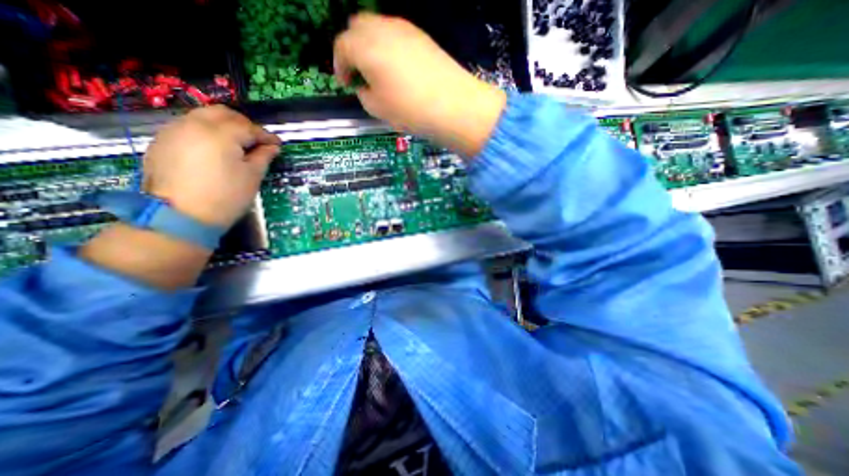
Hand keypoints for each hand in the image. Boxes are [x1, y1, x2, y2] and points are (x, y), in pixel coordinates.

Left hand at [142, 106, 280, 228]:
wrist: (180, 216)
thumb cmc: (226, 197)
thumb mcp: (252, 177)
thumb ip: (263, 157)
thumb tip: (272, 147)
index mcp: (219, 134)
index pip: (248, 127)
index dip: (266, 135)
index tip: (277, 145)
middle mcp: (193, 125)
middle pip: (223, 113)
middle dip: (244, 124)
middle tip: (257, 140)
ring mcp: (173, 131)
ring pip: (203, 117)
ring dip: (224, 126)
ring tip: (237, 144)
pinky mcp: (161, 142)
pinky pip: (188, 127)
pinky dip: (206, 132)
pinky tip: (215, 149)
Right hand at [332, 14, 503, 156]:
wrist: (454, 106)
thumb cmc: (411, 110)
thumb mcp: (378, 110)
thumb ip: (364, 95)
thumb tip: (365, 87)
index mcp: (365, 47)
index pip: (341, 46)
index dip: (340, 66)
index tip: (345, 83)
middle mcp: (382, 29)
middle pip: (357, 27)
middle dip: (353, 49)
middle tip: (360, 74)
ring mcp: (405, 29)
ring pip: (378, 28)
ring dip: (372, 47)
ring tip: (380, 73)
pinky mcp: (422, 37)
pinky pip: (397, 35)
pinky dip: (390, 48)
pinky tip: (399, 70)